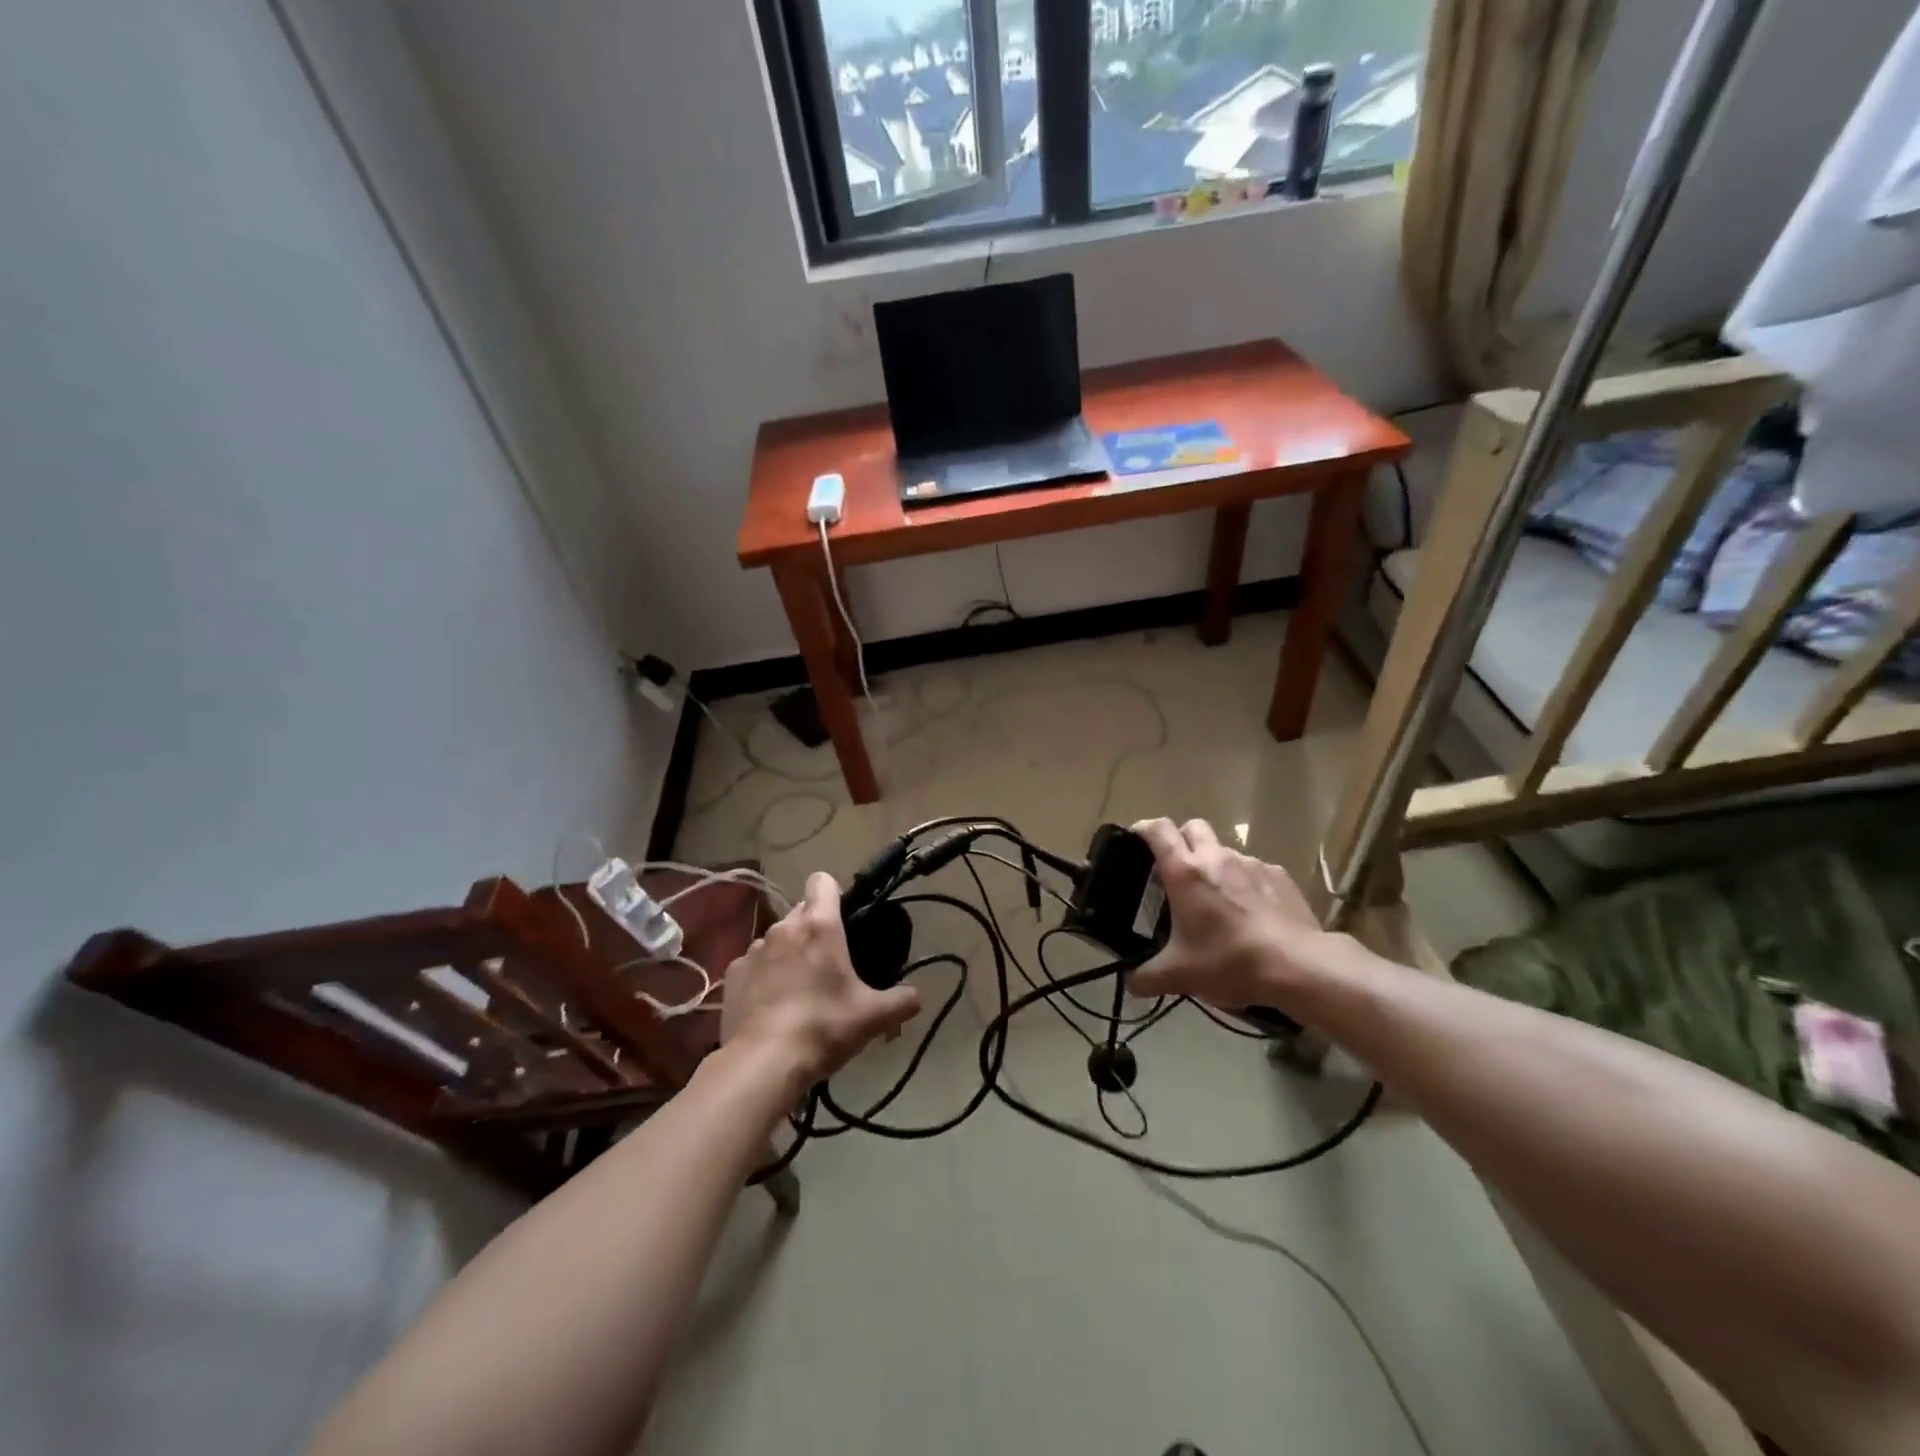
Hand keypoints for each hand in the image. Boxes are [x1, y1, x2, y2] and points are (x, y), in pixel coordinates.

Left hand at [721, 872, 920, 1084]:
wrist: (763, 1063)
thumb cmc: (824, 1027)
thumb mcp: (873, 1017)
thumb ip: (902, 1001)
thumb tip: (916, 996)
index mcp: (819, 925)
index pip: (823, 881)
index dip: (835, 894)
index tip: (845, 919)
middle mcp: (784, 928)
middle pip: (801, 912)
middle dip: (814, 930)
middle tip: (830, 965)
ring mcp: (753, 950)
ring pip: (777, 939)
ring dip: (788, 954)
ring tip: (798, 990)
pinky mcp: (732, 975)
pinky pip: (753, 965)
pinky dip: (763, 977)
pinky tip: (771, 1006)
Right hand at [1127, 818, 1339, 1008]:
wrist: (1298, 966)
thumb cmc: (1229, 960)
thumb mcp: (1179, 975)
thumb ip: (1147, 977)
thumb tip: (1131, 983)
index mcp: (1185, 871)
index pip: (1158, 830)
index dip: (1144, 829)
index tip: (1136, 840)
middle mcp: (1216, 857)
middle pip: (1193, 827)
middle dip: (1181, 840)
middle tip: (1175, 869)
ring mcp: (1252, 864)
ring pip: (1225, 850)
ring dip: (1215, 865)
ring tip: (1217, 899)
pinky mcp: (1279, 876)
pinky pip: (1255, 870)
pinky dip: (1246, 882)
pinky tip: (1251, 911)